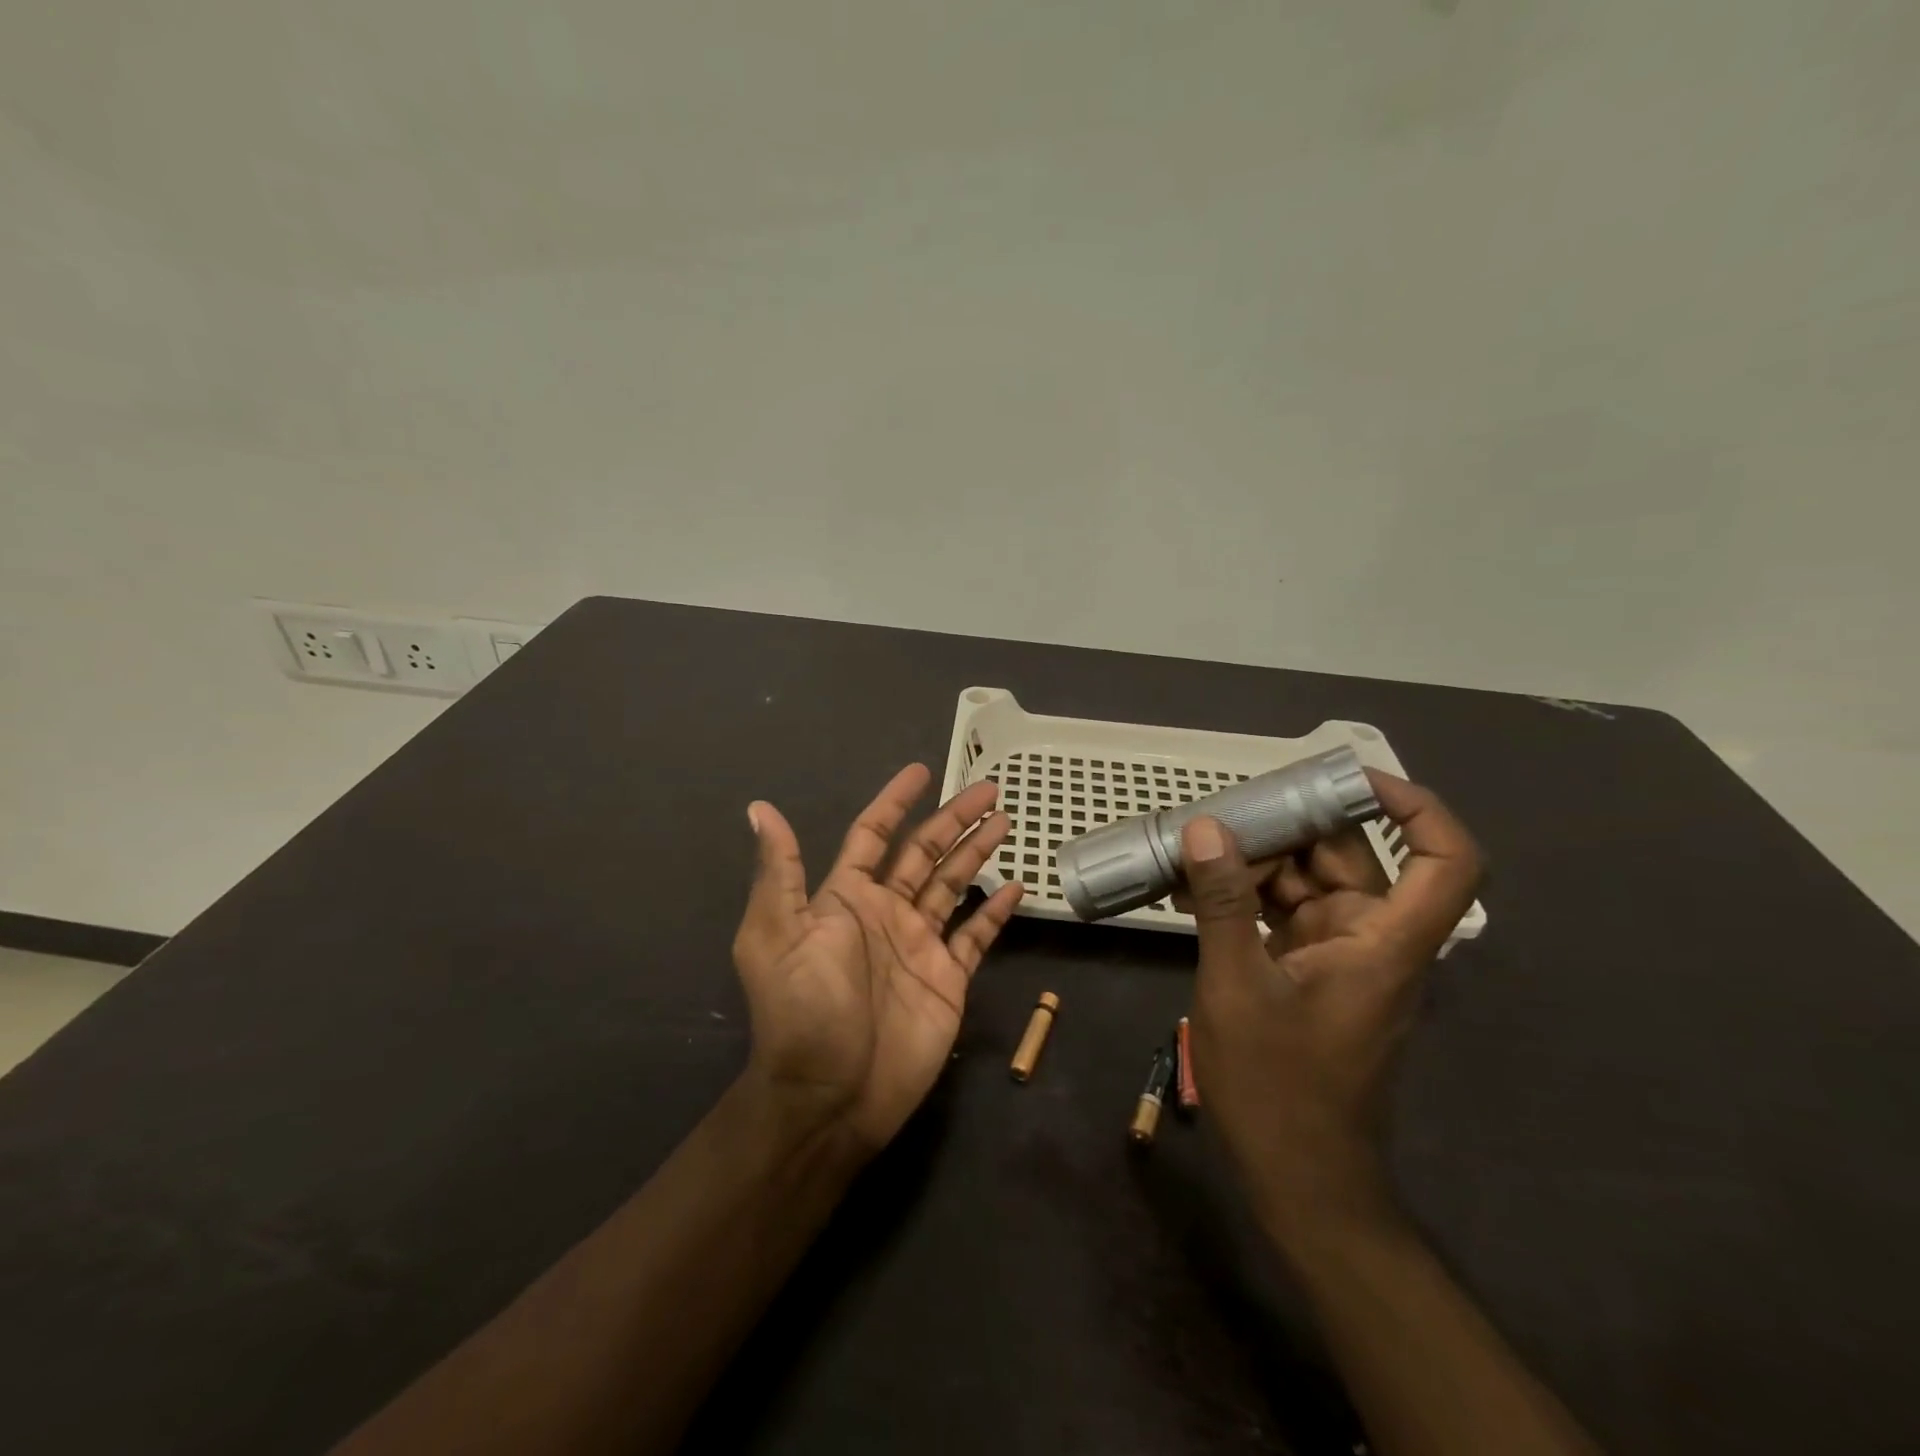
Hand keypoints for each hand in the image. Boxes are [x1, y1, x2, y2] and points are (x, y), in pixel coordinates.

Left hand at [733, 764, 1023, 1152]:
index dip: (895, 801)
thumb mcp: (777, 933)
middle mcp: (885, 913)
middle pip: (924, 852)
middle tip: (989, 788)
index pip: (874, 834)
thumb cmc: (804, 1009)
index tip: (920, 771)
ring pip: (953, 884)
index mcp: (846, 897)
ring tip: (1004, 819)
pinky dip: (994, 911)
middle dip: (954, 818)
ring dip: (977, 852)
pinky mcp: (948, 978)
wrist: (831, 1094)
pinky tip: (1014, 886)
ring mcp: (919, 944)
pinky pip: (976, 935)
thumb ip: (780, 870)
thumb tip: (760, 808)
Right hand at [1180, 772, 1482, 1240]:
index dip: (1416, 808)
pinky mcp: (1308, 971)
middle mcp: (1373, 939)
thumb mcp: (1236, 986)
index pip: (1445, 860)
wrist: (1299, 1180)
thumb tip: (1205, 829)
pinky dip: (1246, 896)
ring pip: (1309, 882)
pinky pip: (1283, 912)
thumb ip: (1224, 904)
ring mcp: (1339, 956)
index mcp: (1385, 943)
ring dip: (1257, 862)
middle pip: (1353, 858)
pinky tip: (1194, 888)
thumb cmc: (1279, 1088)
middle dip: (1291, 828)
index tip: (1351, 778)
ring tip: (1194, 848)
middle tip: (1224, 812)